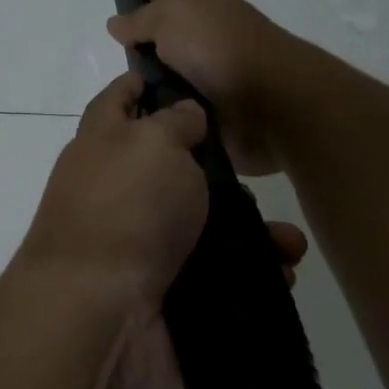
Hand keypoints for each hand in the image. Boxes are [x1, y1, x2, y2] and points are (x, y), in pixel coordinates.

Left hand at [16, 71, 310, 388]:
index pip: (119, 100)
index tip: (180, 75)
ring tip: (289, 240)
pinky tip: (283, 273)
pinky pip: (218, 278)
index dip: (143, 83)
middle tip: (259, 174)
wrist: (98, 314)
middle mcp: (118, 193)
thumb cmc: (125, 209)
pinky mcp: (166, 294)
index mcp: (103, 146)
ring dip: (251, 231)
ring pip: (205, 227)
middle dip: (220, 171)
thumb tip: (185, 114)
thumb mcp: (152, 142)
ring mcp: (140, 247)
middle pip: (171, 169)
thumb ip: (174, 122)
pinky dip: (252, 275)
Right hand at [105, 0, 309, 174]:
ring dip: (152, 90)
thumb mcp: (174, 20)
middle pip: (168, 40)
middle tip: (112, 57)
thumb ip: (143, 20)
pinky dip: (165, 118)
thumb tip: (116, 22)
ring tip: (120, 101)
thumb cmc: (223, 51)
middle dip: (144, 46)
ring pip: (172, 81)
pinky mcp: (217, 118)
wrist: (275, 107)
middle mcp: (209, 43)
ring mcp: (214, 81)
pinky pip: (180, 114)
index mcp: (205, 11)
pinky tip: (141, 128)